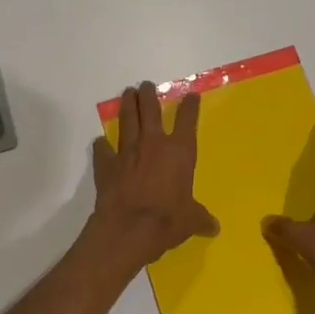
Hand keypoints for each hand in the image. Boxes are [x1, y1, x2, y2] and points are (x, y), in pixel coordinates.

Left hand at [90, 82, 219, 268]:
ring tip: (126, 94)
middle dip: (148, 95)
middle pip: (150, 110)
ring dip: (126, 106)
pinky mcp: (106, 164)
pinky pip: (102, 149)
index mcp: (180, 152)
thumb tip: (213, 227)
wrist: (129, 228)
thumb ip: (201, 218)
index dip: (189, 106)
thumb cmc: (168, 220)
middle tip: (145, 85)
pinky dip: (101, 145)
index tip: (190, 96)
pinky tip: (100, 142)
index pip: (187, 120)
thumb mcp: (191, 221)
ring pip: (126, 120)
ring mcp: (127, 151)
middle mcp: (153, 144)